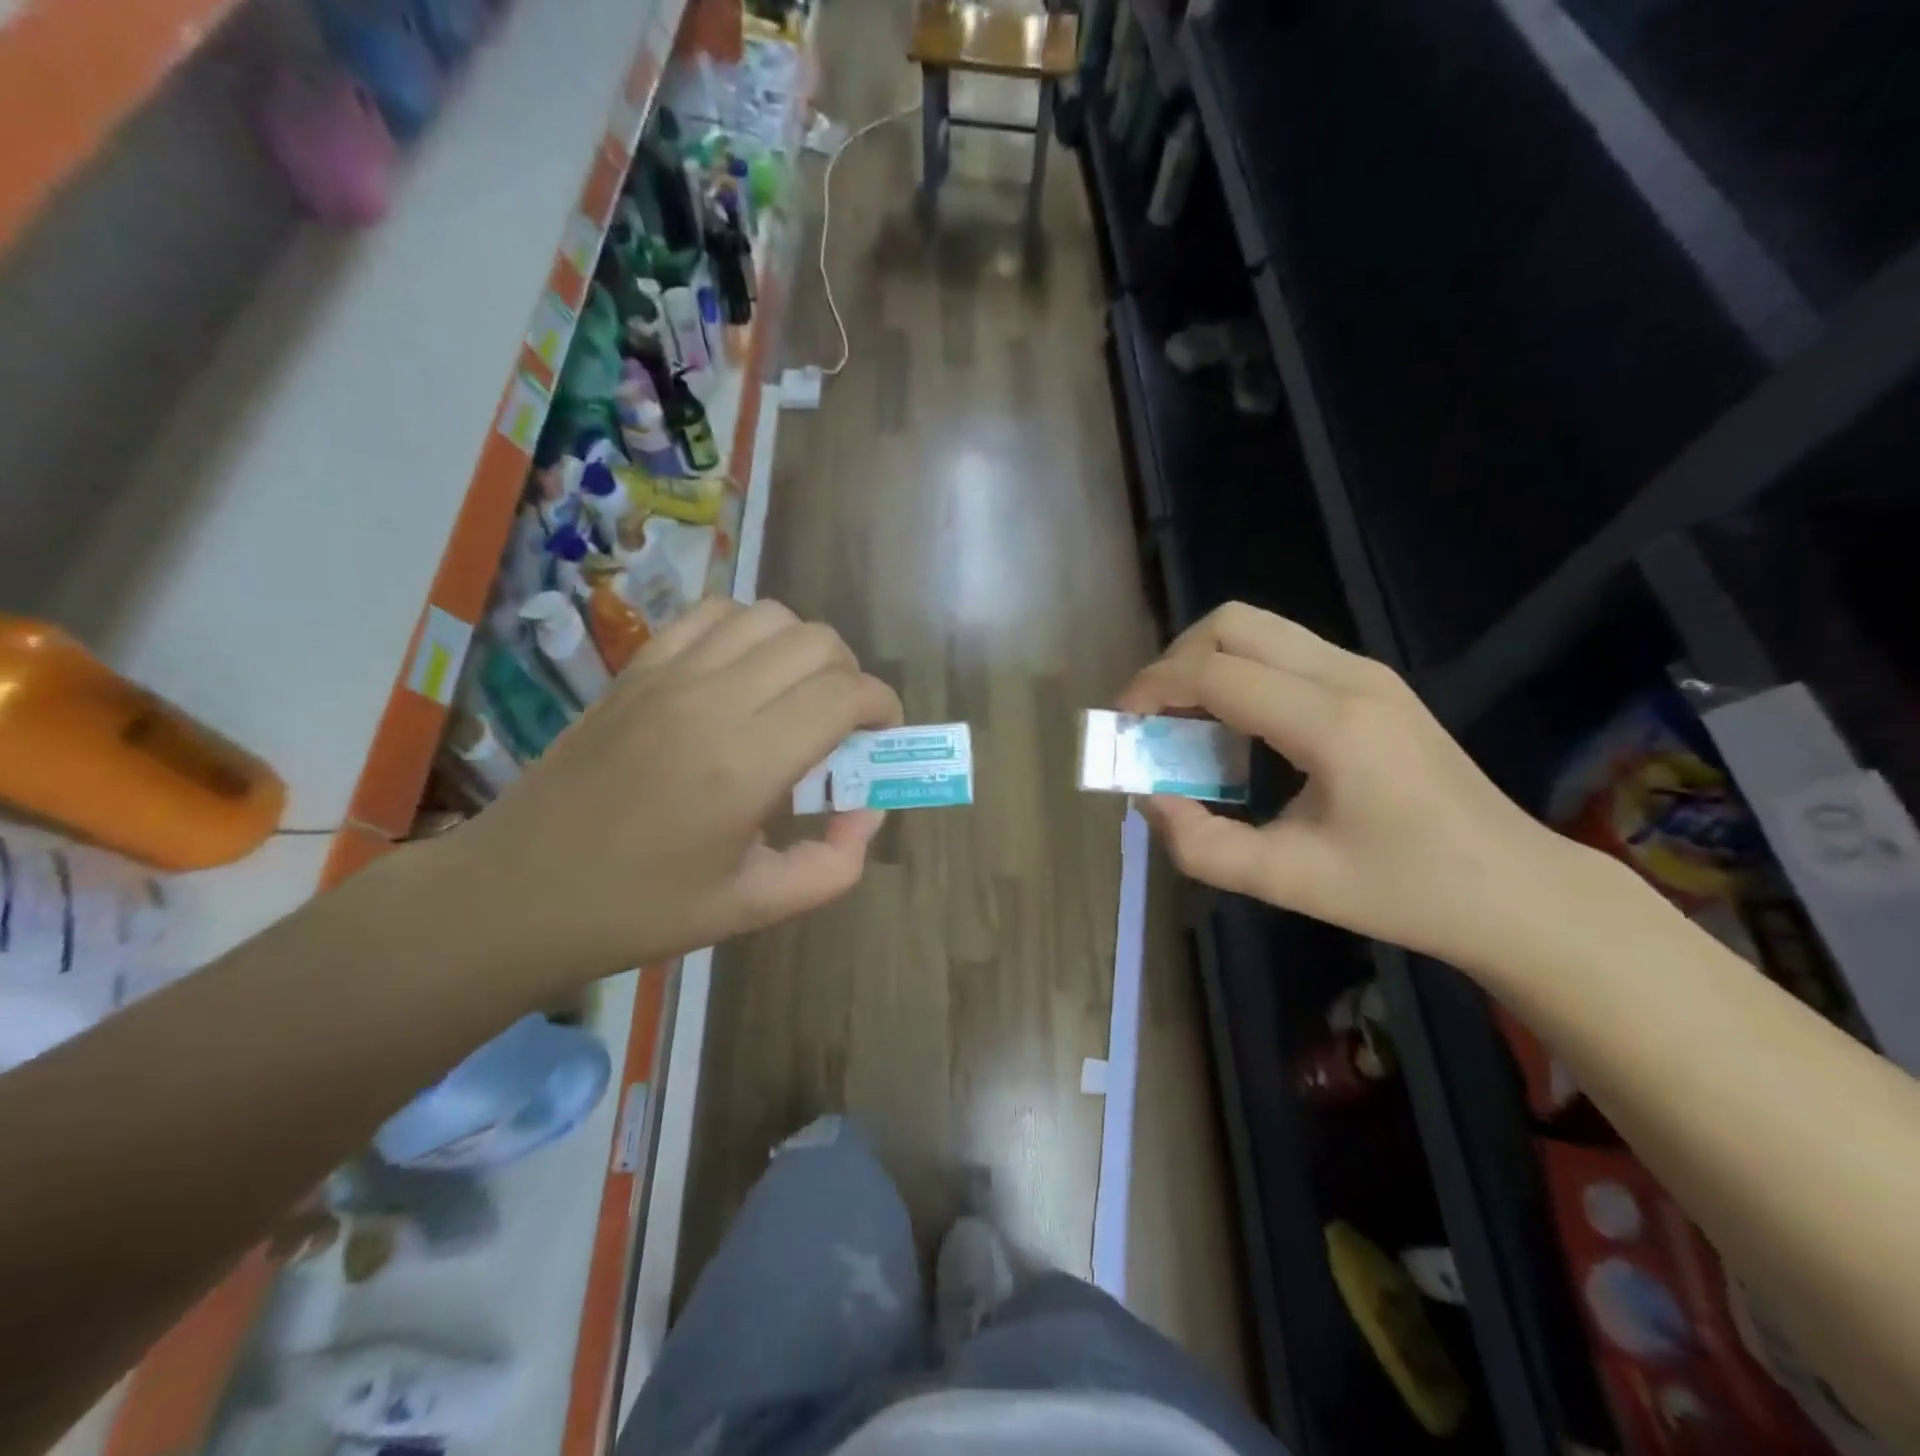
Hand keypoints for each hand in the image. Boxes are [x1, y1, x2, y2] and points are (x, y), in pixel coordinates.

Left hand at [443, 598, 901, 991]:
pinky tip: (743, 674)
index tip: (884, 734)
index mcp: (745, 764)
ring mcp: (668, 676)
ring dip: (803, 649)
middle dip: (851, 676)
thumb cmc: (640, 910)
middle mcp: (712, 702)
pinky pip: (710, 615)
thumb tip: (869, 811)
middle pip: (816, 642)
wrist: (517, 893)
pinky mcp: (636, 669)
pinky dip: (746, 631)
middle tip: (844, 724)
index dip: (882, 706)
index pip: (843, 694)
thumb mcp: (754, 908)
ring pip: (768, 616)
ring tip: (796, 695)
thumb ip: (833, 865)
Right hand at [1117, 603, 1599, 970]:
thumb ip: (1201, 844)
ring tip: (1185, 723)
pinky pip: (1282, 651)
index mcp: (1331, 723)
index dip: (1152, 688)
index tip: (1121, 727)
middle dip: (1174, 662)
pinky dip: (1237, 672)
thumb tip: (1150, 796)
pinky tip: (1235, 728)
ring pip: (1257, 627)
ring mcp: (1365, 672)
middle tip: (1153, 719)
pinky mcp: (1371, 682)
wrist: (1516, 889)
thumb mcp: (1287, 882)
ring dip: (1205, 663)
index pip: (1214, 671)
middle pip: (1231, 622)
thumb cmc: (1404, 892)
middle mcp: (1349, 676)